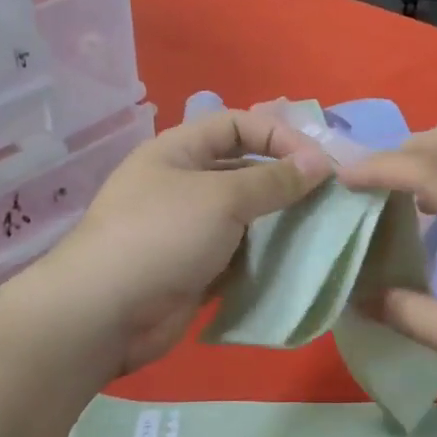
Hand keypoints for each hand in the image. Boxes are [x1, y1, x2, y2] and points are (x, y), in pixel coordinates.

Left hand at [35, 108, 332, 374]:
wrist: (107, 312)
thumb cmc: (162, 236)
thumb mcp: (221, 197)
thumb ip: (273, 180)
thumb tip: (320, 162)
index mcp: (179, 151)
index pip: (236, 125)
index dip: (278, 135)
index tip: (318, 162)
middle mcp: (183, 185)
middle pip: (243, 170)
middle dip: (284, 180)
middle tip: (329, 196)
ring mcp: (188, 230)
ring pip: (245, 217)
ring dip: (279, 221)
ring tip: (321, 229)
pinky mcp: (196, 269)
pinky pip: (239, 255)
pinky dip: (265, 256)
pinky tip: (296, 262)